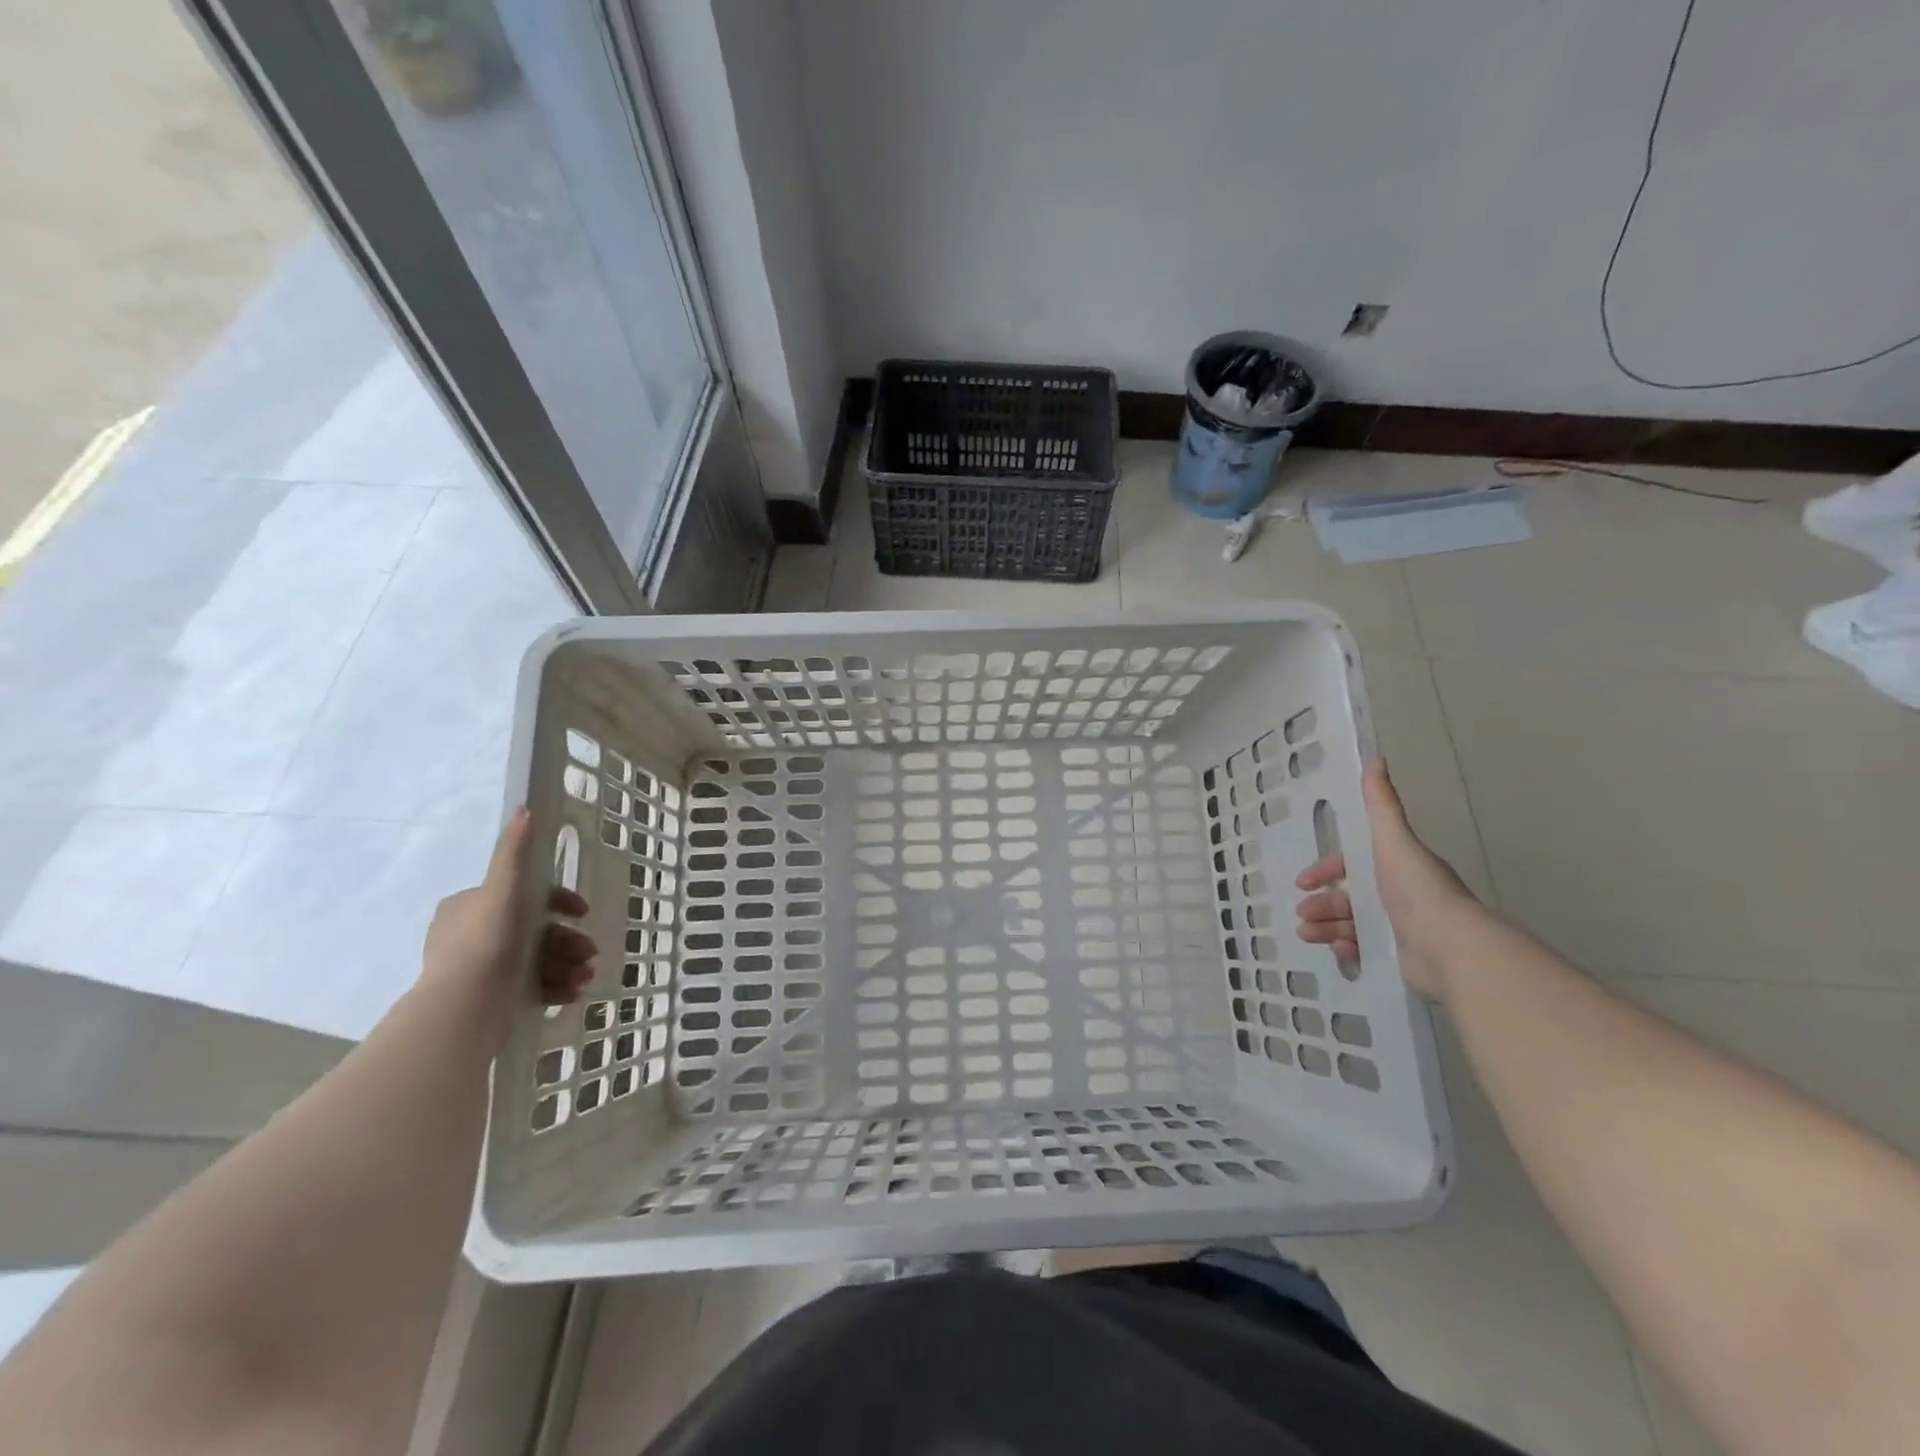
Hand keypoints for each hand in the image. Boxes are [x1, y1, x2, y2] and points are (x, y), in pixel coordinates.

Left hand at [421, 808, 596, 1028]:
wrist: (465, 1008)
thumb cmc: (486, 941)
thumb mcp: (503, 888)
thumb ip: (514, 851)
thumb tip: (524, 809)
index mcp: (469, 907)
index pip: (523, 894)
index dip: (559, 902)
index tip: (582, 913)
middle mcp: (472, 935)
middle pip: (536, 930)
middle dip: (568, 940)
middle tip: (589, 953)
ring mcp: (482, 970)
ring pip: (539, 959)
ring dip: (569, 965)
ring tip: (585, 977)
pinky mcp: (492, 999)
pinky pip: (533, 986)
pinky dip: (556, 986)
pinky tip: (573, 992)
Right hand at [1293, 760, 1476, 1000]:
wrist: (1450, 947)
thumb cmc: (1418, 891)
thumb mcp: (1394, 841)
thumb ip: (1382, 806)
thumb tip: (1376, 759)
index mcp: (1396, 869)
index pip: (1353, 866)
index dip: (1327, 870)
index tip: (1305, 881)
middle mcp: (1399, 897)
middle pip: (1349, 896)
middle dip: (1321, 902)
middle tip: (1302, 912)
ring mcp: (1400, 930)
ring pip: (1351, 924)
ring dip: (1325, 926)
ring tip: (1306, 934)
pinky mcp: (1400, 959)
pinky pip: (1365, 952)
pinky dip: (1347, 951)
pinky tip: (1339, 953)